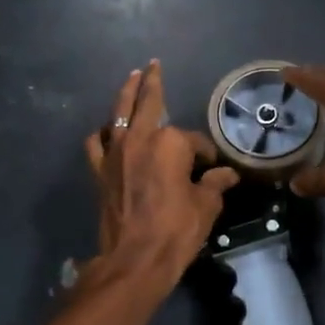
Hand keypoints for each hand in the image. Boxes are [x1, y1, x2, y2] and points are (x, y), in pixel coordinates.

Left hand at [84, 60, 239, 282]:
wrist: (134, 259)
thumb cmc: (176, 231)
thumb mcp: (205, 207)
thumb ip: (215, 185)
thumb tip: (228, 175)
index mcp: (171, 143)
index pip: (194, 141)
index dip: (207, 155)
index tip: (212, 170)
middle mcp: (141, 139)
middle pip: (148, 102)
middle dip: (153, 82)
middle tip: (153, 65)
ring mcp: (116, 152)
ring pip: (119, 113)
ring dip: (126, 94)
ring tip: (131, 79)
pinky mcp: (100, 171)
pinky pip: (97, 143)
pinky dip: (102, 134)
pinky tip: (108, 131)